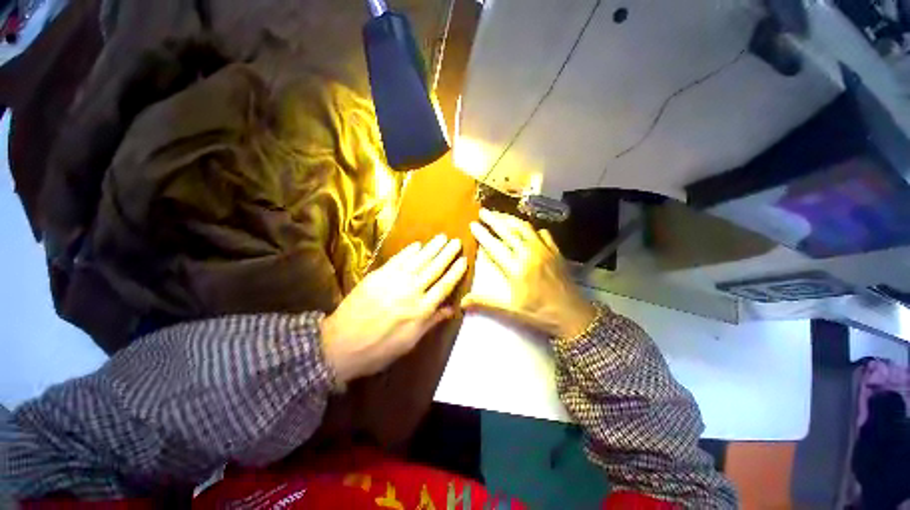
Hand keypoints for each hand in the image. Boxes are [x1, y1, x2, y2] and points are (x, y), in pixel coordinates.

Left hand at [321, 235, 467, 382]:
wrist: (339, 345)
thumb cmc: (379, 349)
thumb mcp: (409, 342)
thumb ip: (431, 322)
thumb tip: (451, 309)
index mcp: (421, 310)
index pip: (444, 286)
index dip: (455, 272)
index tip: (464, 260)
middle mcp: (411, 291)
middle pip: (434, 269)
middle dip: (447, 254)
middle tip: (456, 242)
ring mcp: (393, 281)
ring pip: (418, 260)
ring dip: (432, 248)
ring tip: (442, 237)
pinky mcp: (378, 275)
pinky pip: (398, 259)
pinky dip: (409, 251)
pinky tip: (417, 244)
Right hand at [463, 209, 596, 338]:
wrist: (573, 315)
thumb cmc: (540, 313)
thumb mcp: (511, 311)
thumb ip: (485, 303)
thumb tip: (462, 302)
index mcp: (516, 268)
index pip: (495, 246)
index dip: (482, 234)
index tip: (473, 223)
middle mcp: (529, 254)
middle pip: (509, 231)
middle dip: (494, 219)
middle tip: (483, 211)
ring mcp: (544, 250)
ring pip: (525, 228)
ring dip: (511, 220)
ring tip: (500, 215)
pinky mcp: (555, 251)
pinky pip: (542, 233)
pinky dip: (532, 229)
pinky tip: (527, 230)